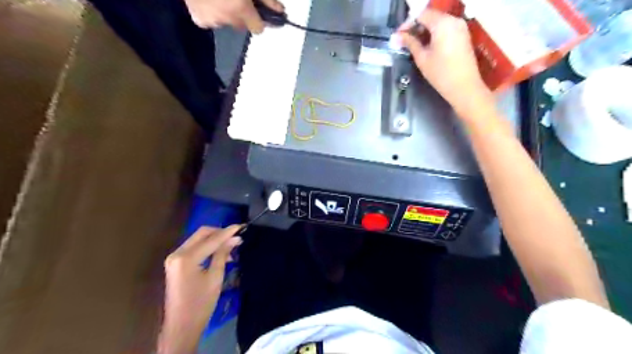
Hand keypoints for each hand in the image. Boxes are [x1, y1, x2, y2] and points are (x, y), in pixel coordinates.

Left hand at [160, 226, 241, 353]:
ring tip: (231, 247)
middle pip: (202, 234)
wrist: (181, 325)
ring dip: (214, 239)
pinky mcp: (176, 263)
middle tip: (236, 236)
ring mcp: (174, 258)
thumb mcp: (215, 277)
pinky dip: (207, 247)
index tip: (242, 226)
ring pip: (198, 239)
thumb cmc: (201, 303)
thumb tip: (235, 238)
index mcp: (186, 257)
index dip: (227, 232)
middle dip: (220, 233)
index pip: (211, 239)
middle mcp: (177, 253)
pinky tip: (219, 253)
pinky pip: (194, 247)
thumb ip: (223, 254)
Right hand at [186, 0, 283, 33]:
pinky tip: (209, 0)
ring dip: (226, 13)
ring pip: (226, 23)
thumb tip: (279, 10)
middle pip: (241, 25)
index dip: (259, 20)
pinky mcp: (198, 19)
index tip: (258, 12)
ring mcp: (209, 20)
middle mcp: (224, 18)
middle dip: (241, 15)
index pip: (258, 28)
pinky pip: (211, 21)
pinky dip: (212, 12)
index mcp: (238, 8)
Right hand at [400, 10, 492, 114]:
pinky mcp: (463, 35)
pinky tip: (426, 45)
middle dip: (416, 26)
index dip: (407, 23)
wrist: (464, 87)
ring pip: (438, 21)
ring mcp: (460, 27)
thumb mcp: (422, 58)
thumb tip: (398, 36)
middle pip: (431, 15)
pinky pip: (445, 28)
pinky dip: (434, 33)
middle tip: (404, 40)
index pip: (421, 14)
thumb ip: (410, 43)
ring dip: (425, 30)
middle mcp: (453, 20)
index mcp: (442, 23)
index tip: (398, 35)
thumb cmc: (441, 74)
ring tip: (413, 43)